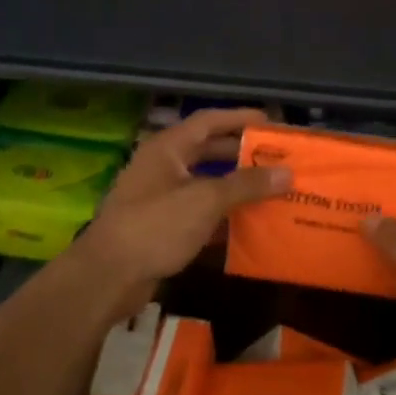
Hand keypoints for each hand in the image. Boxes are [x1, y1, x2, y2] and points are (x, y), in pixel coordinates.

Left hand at [72, 108, 290, 295]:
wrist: (108, 276)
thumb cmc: (155, 226)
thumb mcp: (205, 200)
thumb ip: (246, 185)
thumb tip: (287, 172)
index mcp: (167, 148)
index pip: (208, 121)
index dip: (240, 118)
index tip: (273, 124)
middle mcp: (162, 167)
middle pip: (208, 152)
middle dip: (242, 155)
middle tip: (278, 160)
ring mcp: (160, 198)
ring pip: (205, 185)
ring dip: (235, 188)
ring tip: (272, 191)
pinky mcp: (161, 228)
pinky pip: (198, 214)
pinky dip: (222, 217)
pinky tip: (249, 227)